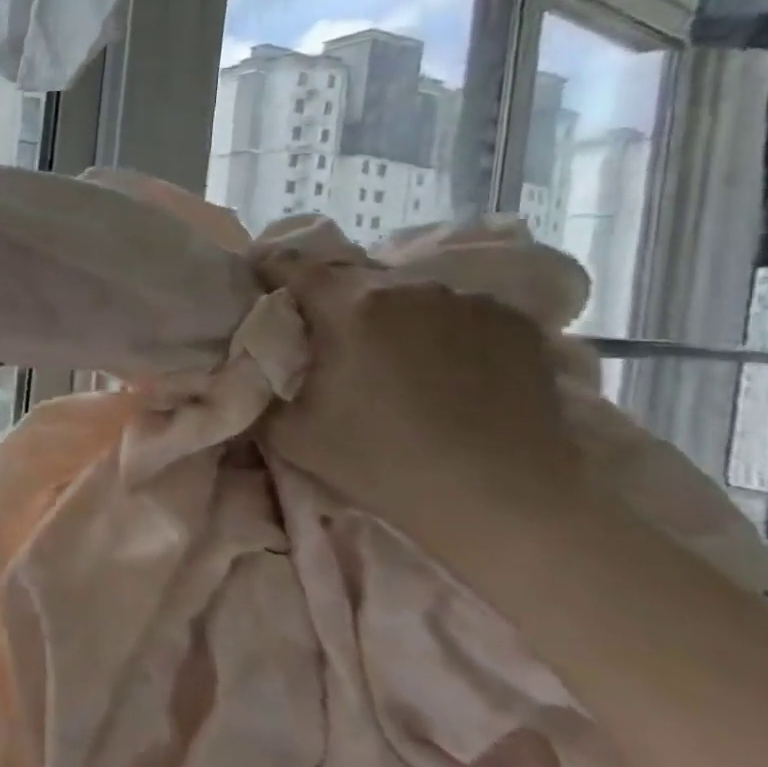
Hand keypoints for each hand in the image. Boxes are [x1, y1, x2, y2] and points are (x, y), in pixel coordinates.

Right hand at [257, 252, 584, 530]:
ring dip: (387, 312)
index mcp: (349, 307)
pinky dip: (439, 327)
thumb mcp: (290, 434)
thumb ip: (262, 387)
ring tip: (388, 351)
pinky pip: (457, 310)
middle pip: (352, 277)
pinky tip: (443, 365)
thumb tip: (253, 364)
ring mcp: (468, 300)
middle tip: (322, 332)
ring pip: (407, 292)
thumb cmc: (383, 463)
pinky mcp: (514, 321)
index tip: (260, 279)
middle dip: (329, 298)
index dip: (270, 270)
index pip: (293, 267)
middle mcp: (408, 288)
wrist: (503, 499)